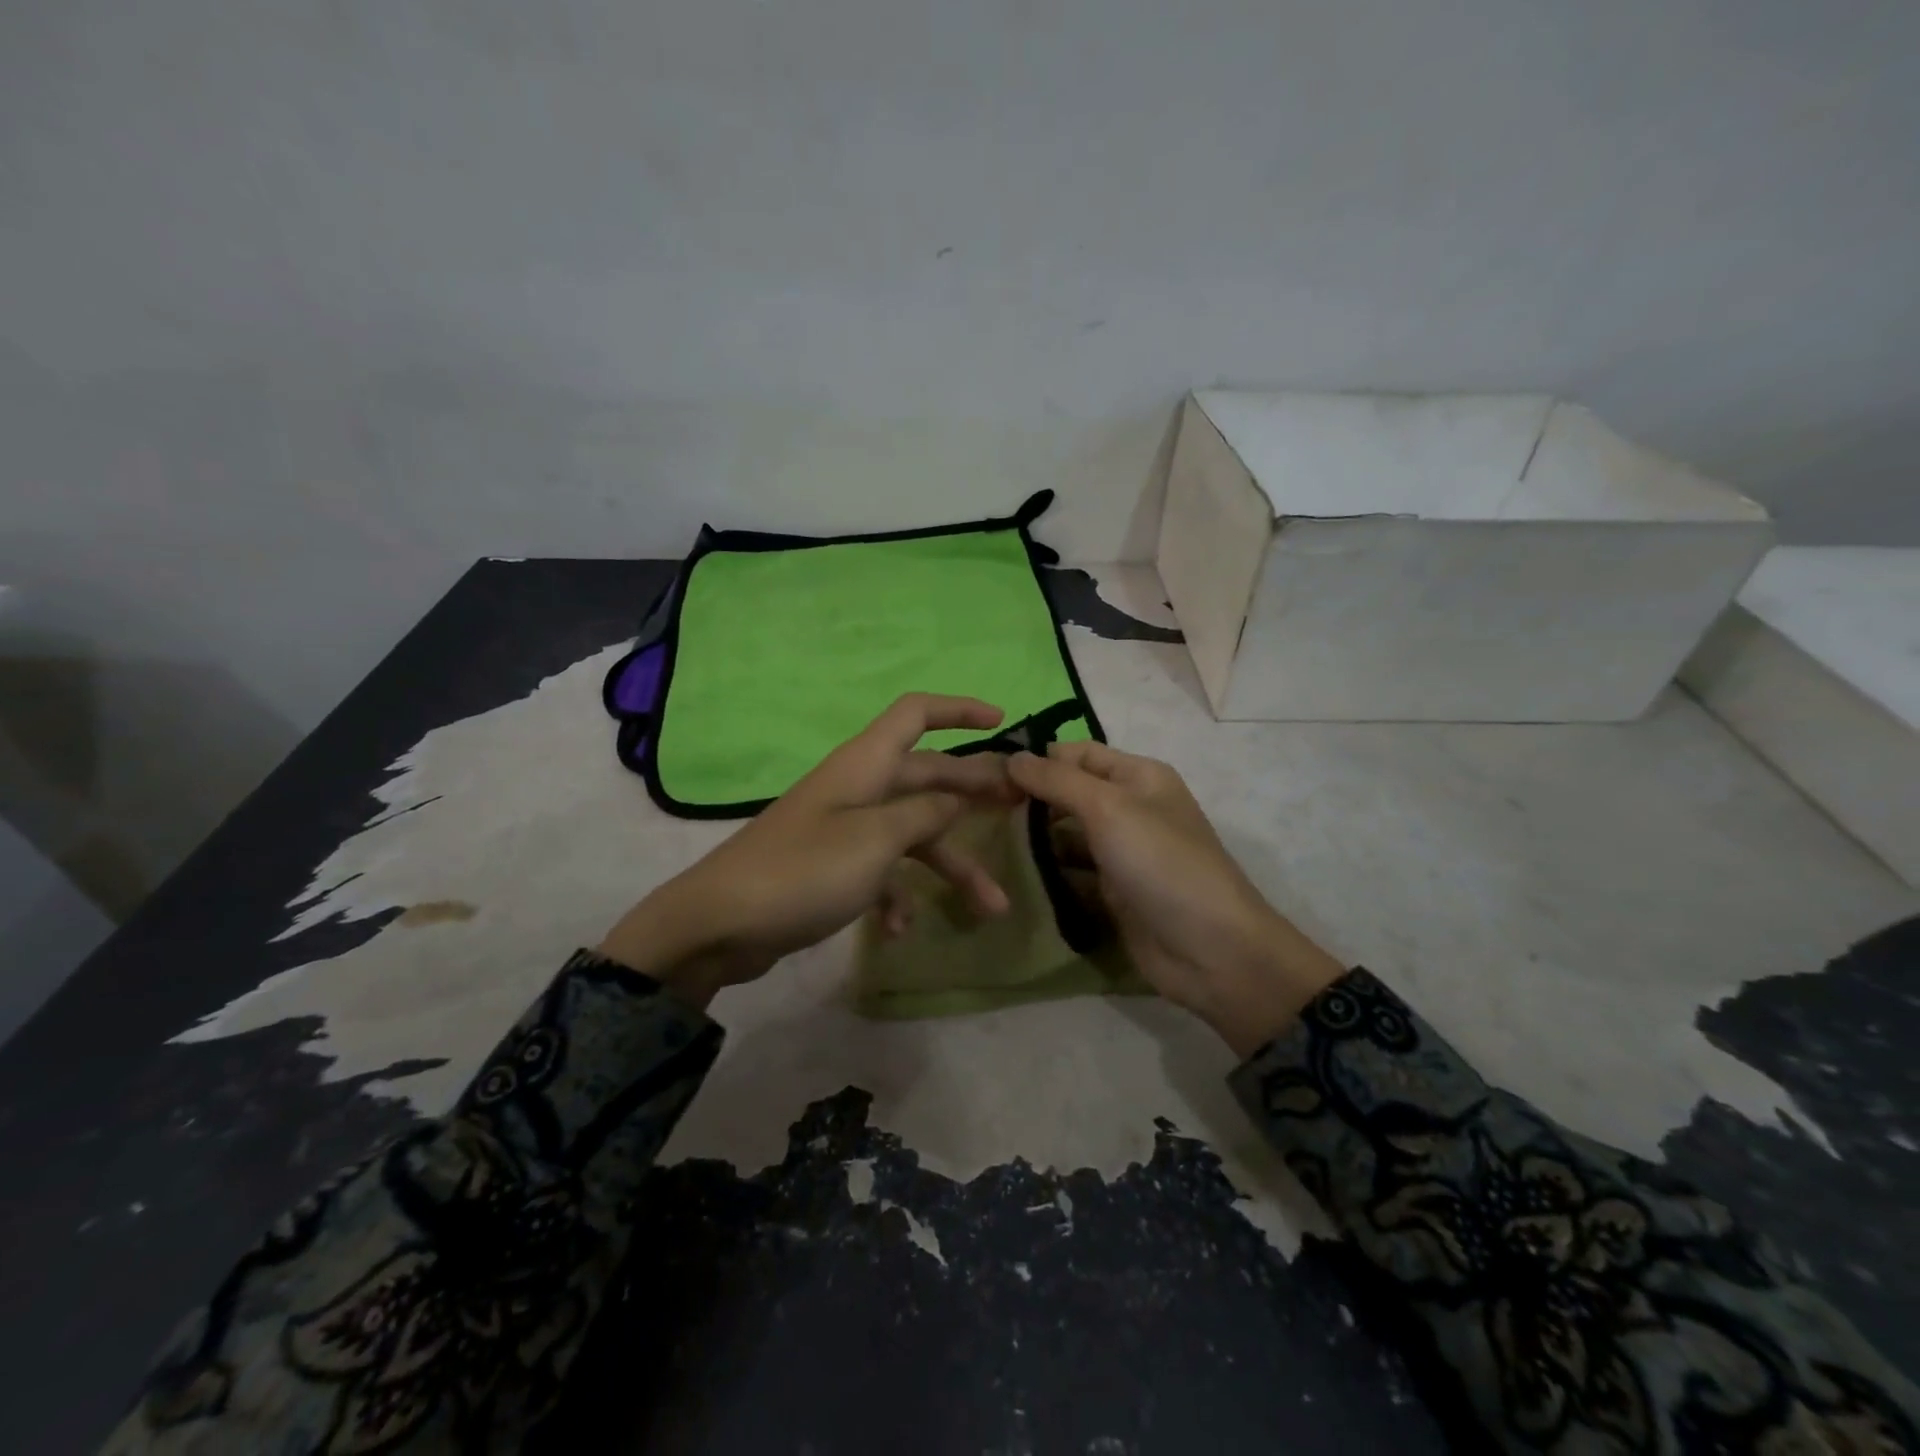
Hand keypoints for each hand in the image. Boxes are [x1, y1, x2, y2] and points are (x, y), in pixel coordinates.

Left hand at [600, 694, 1019, 1006]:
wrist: (718, 924)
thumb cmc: (803, 870)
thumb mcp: (876, 840)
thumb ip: (924, 814)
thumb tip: (956, 797)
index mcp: (865, 765)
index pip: (916, 714)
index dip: (959, 710)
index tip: (1002, 722)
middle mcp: (858, 788)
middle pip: (926, 776)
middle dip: (973, 793)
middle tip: (1020, 808)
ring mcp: (843, 828)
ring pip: (912, 833)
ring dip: (950, 866)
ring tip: (991, 906)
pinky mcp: (831, 866)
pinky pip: (881, 871)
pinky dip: (898, 896)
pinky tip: (901, 929)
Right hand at [1007, 741, 1342, 1056]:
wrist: (1211, 950)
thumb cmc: (1161, 863)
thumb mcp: (1108, 808)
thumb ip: (1057, 780)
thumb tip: (1012, 756)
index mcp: (1138, 776)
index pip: (1077, 752)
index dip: (1037, 758)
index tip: (988, 773)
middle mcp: (1130, 807)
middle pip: (1071, 791)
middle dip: (1031, 797)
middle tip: (979, 808)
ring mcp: (1122, 851)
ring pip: (1068, 832)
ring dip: (1035, 835)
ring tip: (986, 838)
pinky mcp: (1114, 890)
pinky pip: (1073, 870)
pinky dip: (1048, 869)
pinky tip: (1014, 871)